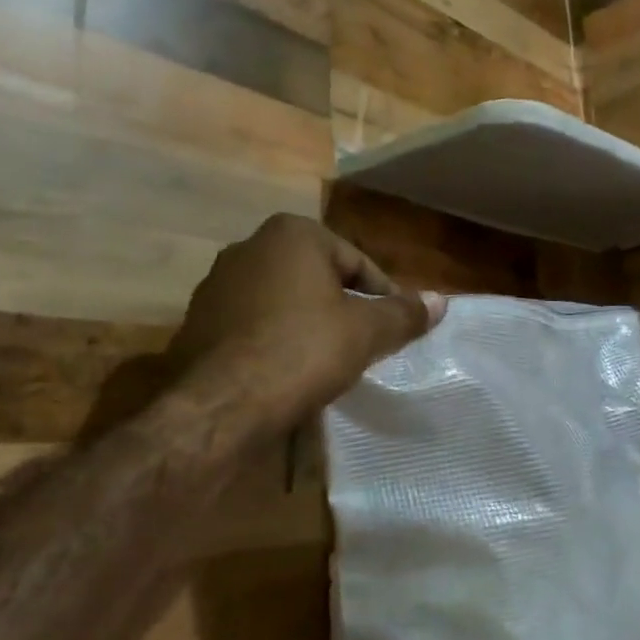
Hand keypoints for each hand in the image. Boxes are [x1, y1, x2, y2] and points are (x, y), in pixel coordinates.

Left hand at [81, 214, 445, 440]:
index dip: (383, 295)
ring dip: (308, 322)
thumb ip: (404, 313)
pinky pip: (253, 324)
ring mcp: (217, 284)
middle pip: (318, 277)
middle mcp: (249, 247)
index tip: (395, 326)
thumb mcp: (366, 332)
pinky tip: (288, 371)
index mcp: (292, 234)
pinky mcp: (197, 321)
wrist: (222, 406)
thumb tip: (442, 301)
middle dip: (343, 306)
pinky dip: (275, 339)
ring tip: (328, 359)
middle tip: (365, 341)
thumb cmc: (303, 351)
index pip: (357, 261)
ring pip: (283, 300)